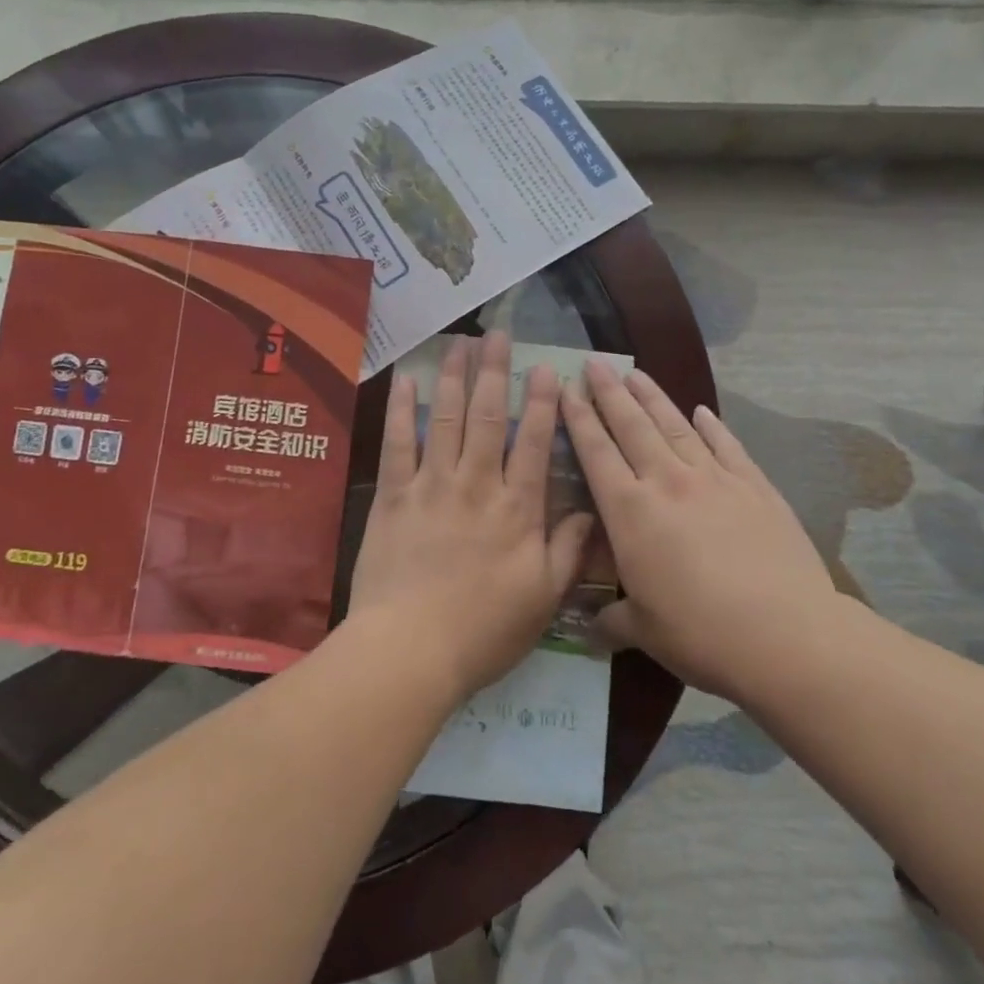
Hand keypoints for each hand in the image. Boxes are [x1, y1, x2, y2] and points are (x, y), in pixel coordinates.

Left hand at [346, 332, 593, 700]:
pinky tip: (406, 379)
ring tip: (458, 343)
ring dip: (453, 376)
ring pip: (445, 418)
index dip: (542, 402)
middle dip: (494, 371)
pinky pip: (397, 443)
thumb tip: (590, 511)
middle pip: (487, 416)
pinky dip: (401, 409)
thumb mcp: (543, 599)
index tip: (545, 368)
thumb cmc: (483, 631)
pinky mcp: (393, 496)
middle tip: (497, 334)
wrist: (410, 649)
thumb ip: (567, 550)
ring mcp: (431, 485)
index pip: (534, 443)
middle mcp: (476, 484)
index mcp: (517, 509)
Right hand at [561, 360, 842, 700]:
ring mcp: (715, 480)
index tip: (566, 387)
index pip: (596, 453)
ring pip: (675, 427)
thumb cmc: (701, 634)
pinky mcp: (756, 488)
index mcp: (631, 512)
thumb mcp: (644, 631)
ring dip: (653, 398)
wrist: (787, 636)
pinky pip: (728, 447)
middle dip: (609, 392)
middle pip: (632, 426)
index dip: (578, 418)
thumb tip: (589, 629)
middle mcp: (668, 483)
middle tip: (595, 362)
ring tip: (636, 372)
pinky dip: (713, 426)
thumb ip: (612, 620)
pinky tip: (702, 410)